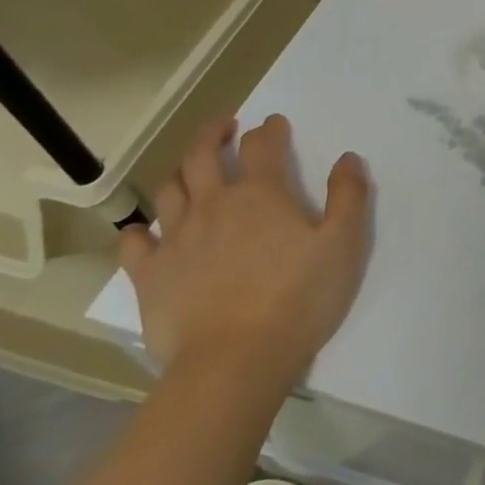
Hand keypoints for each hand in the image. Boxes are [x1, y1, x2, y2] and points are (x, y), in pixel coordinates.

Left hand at [119, 115, 370, 398]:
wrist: (235, 360)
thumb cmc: (298, 299)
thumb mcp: (344, 244)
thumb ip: (349, 196)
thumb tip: (348, 158)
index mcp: (262, 194)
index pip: (263, 145)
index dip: (270, 129)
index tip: (275, 124)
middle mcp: (214, 204)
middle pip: (203, 154)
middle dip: (214, 133)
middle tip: (224, 126)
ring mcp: (177, 238)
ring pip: (170, 189)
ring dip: (181, 171)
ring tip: (191, 170)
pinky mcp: (151, 274)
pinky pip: (135, 242)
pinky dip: (140, 230)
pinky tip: (145, 231)